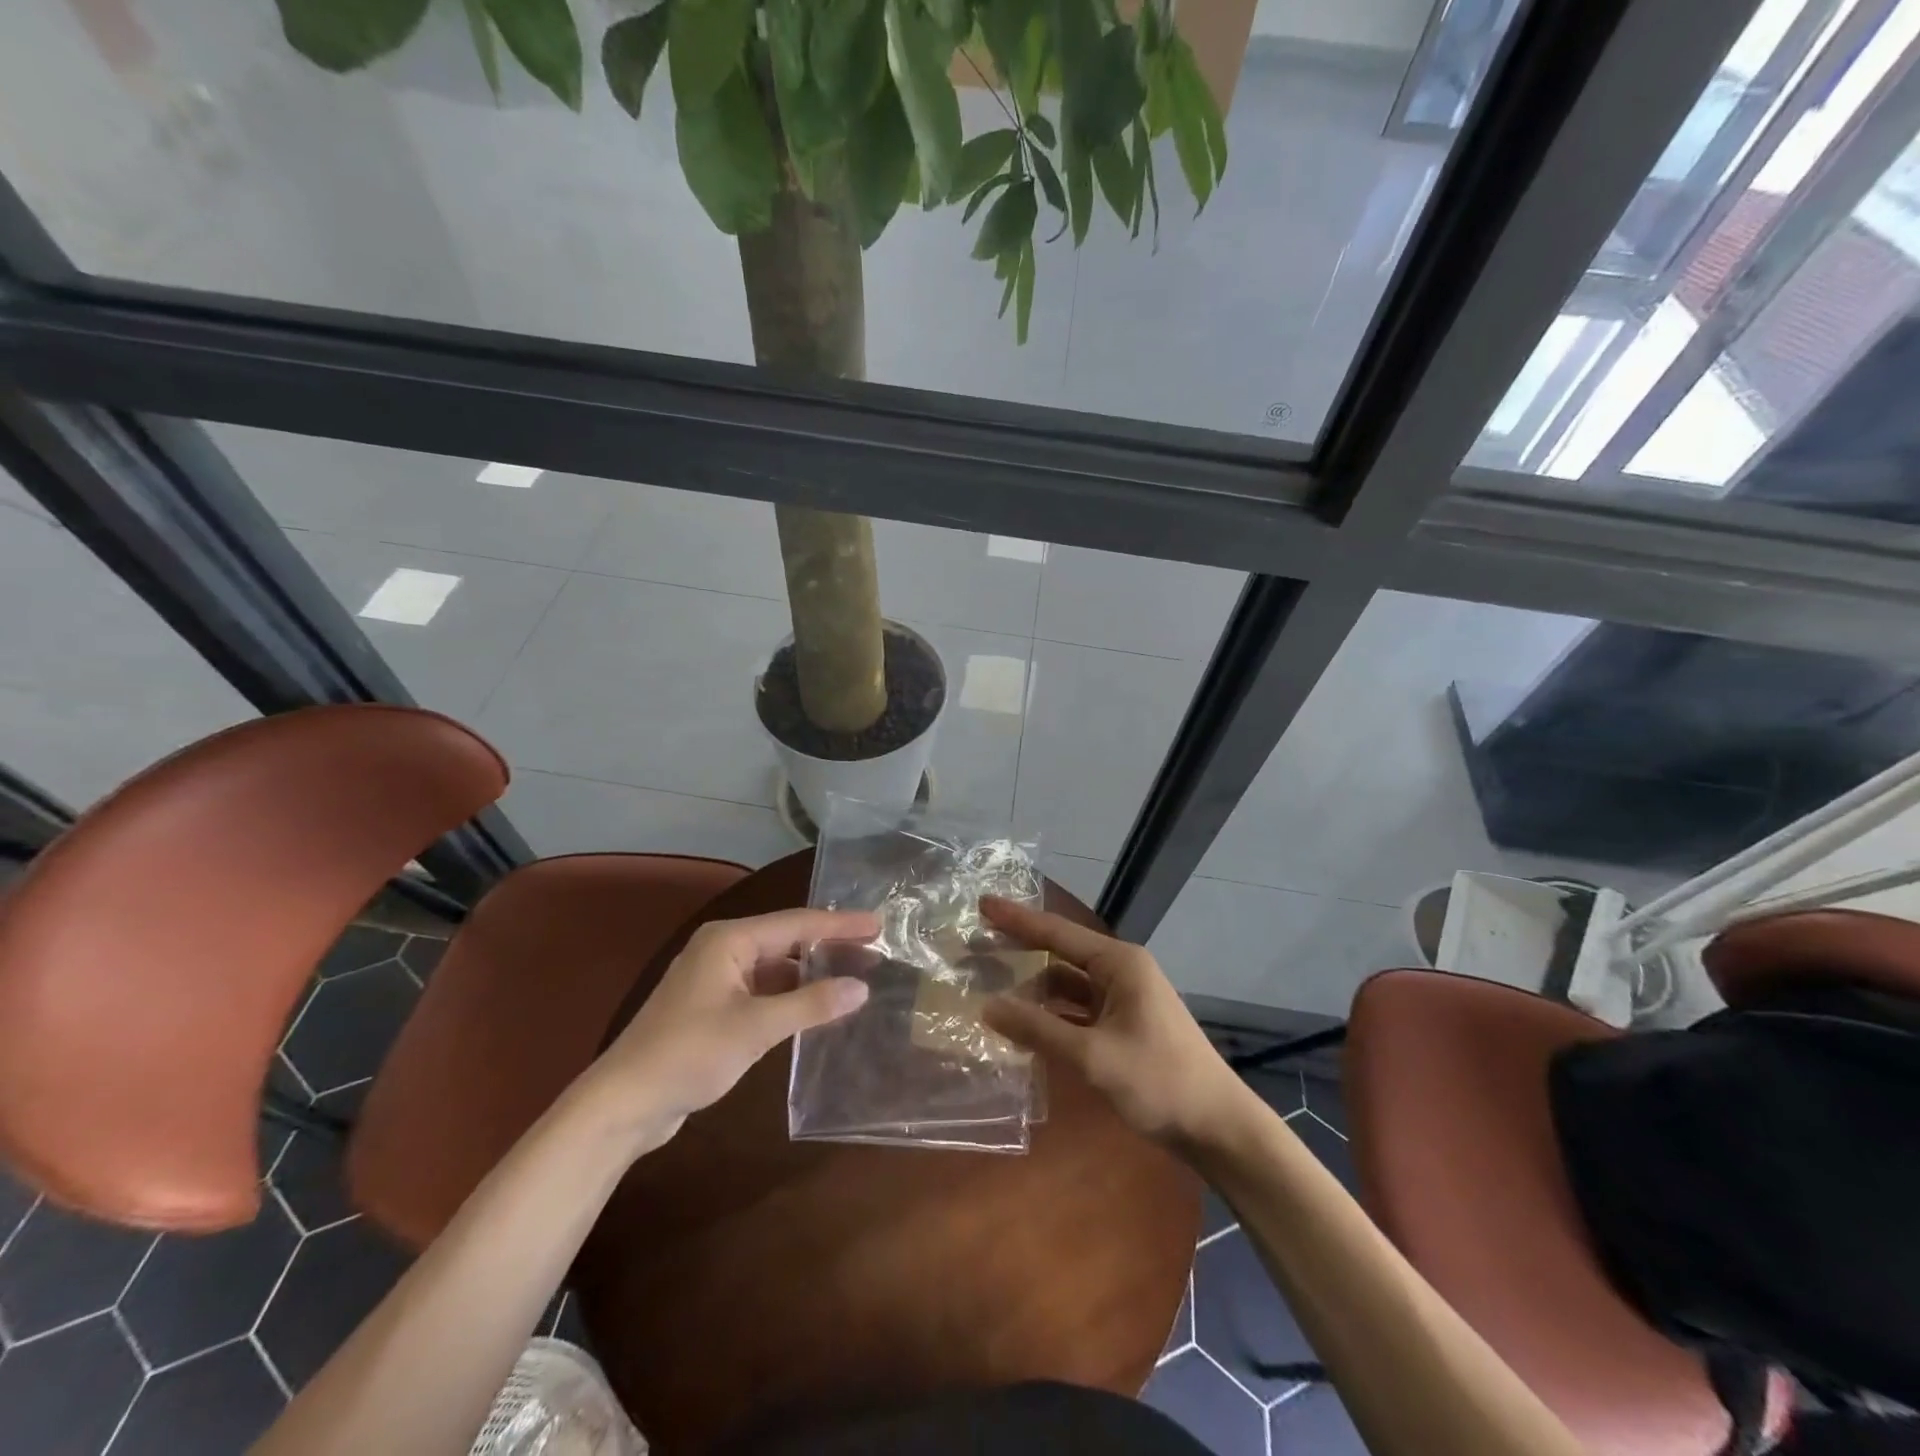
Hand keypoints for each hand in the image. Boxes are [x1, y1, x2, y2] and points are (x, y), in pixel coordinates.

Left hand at [583, 908, 876, 1147]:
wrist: (624, 1103)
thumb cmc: (689, 1054)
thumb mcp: (755, 1028)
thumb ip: (810, 1005)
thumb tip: (861, 988)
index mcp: (729, 940)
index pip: (796, 923)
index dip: (840, 924)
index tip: (879, 924)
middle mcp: (723, 949)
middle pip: (786, 940)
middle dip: (829, 945)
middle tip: (874, 950)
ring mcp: (716, 978)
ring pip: (775, 966)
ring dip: (810, 973)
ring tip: (854, 977)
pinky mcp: (714, 1007)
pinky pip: (763, 989)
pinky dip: (790, 995)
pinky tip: (816, 1007)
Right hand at [980, 899, 1241, 1146]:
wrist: (1218, 1128)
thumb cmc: (1159, 1081)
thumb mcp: (1092, 1056)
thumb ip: (1038, 1029)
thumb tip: (987, 1006)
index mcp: (1119, 964)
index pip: (1056, 932)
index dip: (1016, 919)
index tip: (982, 904)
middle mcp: (1121, 972)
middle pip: (1060, 953)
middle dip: (1020, 950)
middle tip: (976, 946)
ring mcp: (1125, 1000)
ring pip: (1068, 985)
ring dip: (1034, 989)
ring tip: (991, 989)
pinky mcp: (1125, 1026)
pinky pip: (1079, 1010)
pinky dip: (1052, 1014)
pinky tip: (1026, 1025)